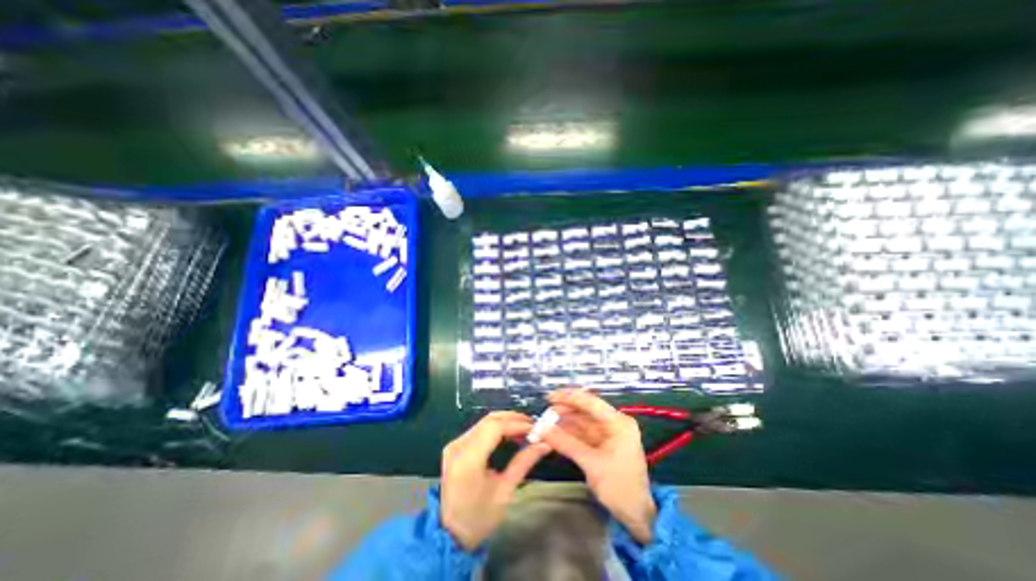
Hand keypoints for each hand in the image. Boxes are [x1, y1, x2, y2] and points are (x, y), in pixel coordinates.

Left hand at [438, 410, 549, 550]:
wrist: (449, 534)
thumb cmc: (479, 517)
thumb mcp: (505, 491)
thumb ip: (523, 462)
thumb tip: (544, 444)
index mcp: (469, 459)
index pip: (495, 427)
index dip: (516, 424)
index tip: (535, 428)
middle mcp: (458, 446)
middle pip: (489, 420)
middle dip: (512, 419)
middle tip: (531, 425)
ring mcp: (454, 444)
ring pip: (484, 422)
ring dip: (504, 421)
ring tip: (523, 429)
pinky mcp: (454, 446)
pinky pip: (478, 429)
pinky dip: (495, 427)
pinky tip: (507, 434)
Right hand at [543, 391, 652, 543]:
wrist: (637, 516)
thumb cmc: (620, 488)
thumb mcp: (592, 464)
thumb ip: (566, 444)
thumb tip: (542, 429)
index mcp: (618, 423)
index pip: (591, 402)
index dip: (569, 397)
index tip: (549, 398)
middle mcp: (614, 423)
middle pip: (585, 410)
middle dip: (565, 411)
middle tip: (545, 414)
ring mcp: (608, 434)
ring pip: (582, 422)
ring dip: (564, 423)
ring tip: (545, 423)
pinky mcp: (602, 444)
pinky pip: (582, 433)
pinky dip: (569, 433)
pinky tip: (555, 433)